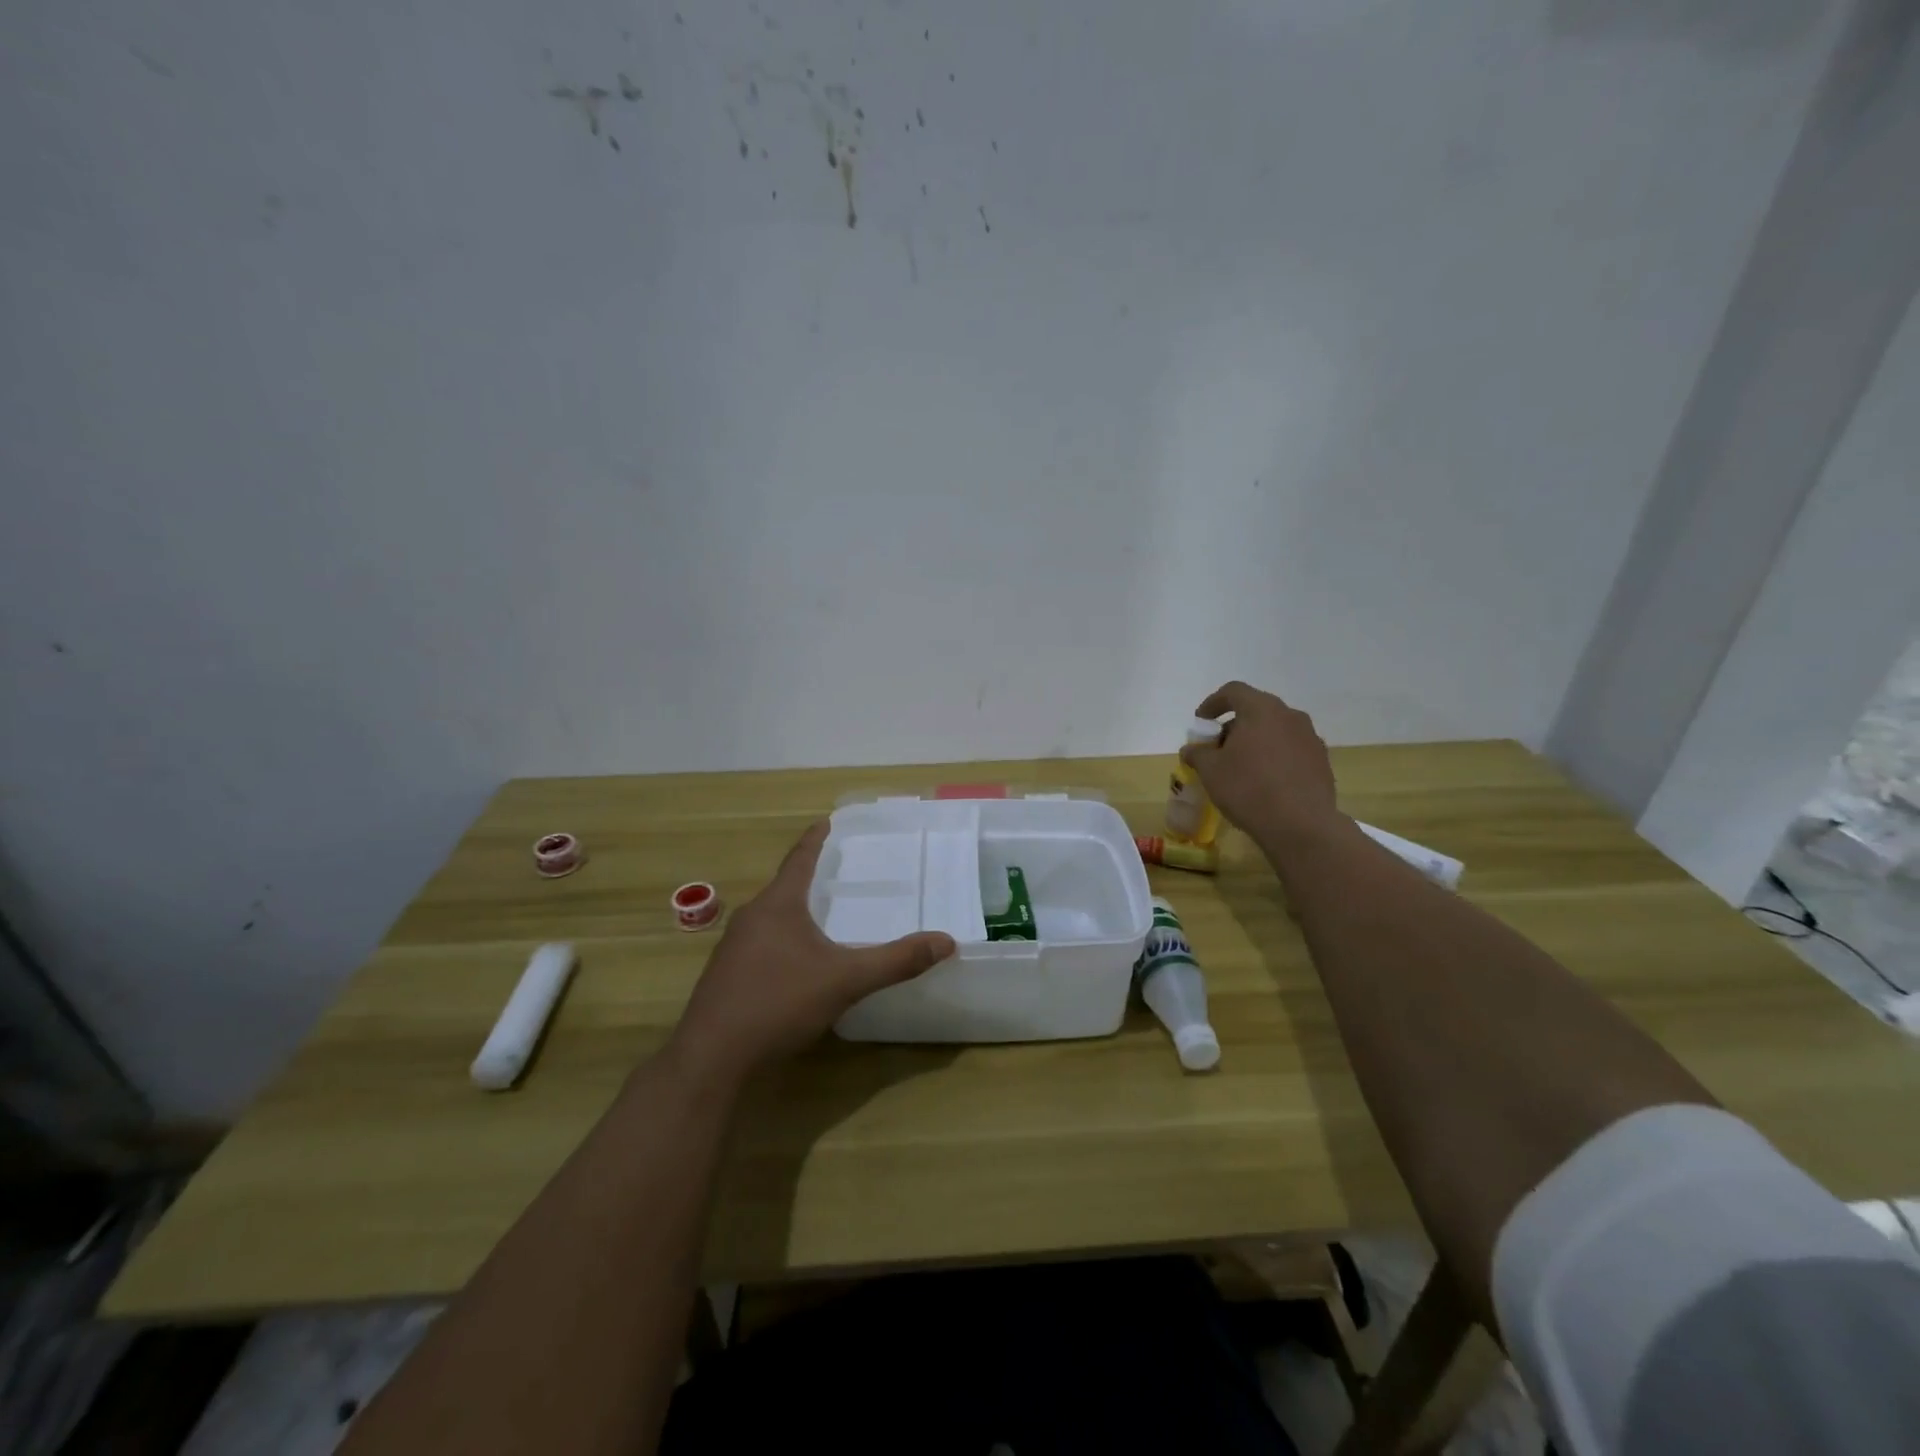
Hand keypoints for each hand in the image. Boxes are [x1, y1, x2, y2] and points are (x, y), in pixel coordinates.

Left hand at [666, 821, 955, 1088]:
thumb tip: (946, 941)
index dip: (815, 840)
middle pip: (784, 887)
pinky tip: (795, 963)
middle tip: (836, 871)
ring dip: (794, 912)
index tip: (826, 821)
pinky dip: (782, 941)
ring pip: (770, 918)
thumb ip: (896, 961)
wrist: (711, 1058)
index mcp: (778, 905)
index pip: (799, 859)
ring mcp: (732, 948)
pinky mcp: (725, 977)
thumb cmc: (778, 1003)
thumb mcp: (845, 980)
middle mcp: (751, 918)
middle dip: (808, 878)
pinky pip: (760, 944)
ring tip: (821, 916)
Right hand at [1181, 682, 1342, 851]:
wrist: (1301, 825)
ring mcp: (1310, 738)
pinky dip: (1274, 757)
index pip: (1233, 691)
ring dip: (1256, 741)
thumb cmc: (1248, 789)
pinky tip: (1265, 782)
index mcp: (1262, 710)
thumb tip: (1192, 749)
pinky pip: (1291, 750)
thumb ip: (1198, 754)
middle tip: (1218, 749)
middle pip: (1256, 710)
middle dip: (1234, 726)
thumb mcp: (1210, 771)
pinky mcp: (1322, 761)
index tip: (1201, 722)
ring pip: (1275, 730)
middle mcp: (1290, 716)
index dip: (1213, 703)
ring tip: (1242, 767)